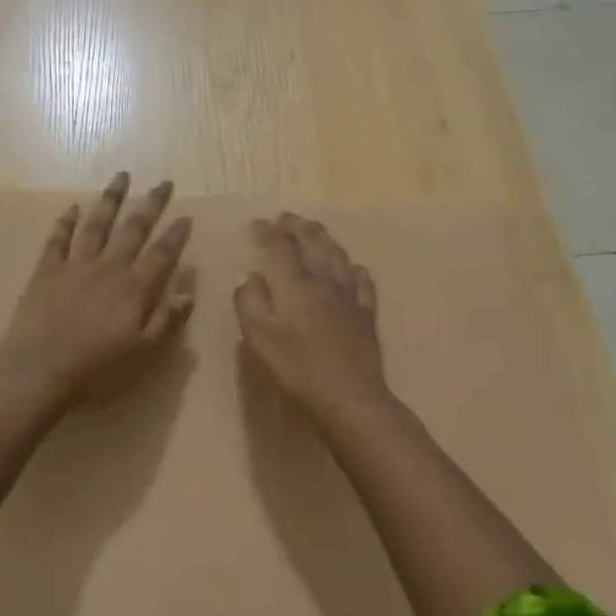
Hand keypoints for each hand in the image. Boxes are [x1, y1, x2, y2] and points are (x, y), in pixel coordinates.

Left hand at [0, 172, 193, 402]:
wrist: (37, 371)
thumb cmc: (95, 370)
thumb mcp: (141, 353)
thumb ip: (165, 321)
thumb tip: (188, 292)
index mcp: (133, 289)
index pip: (161, 254)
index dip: (175, 235)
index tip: (186, 215)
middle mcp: (107, 268)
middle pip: (132, 230)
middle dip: (150, 205)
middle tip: (162, 183)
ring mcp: (74, 266)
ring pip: (96, 225)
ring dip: (110, 200)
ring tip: (121, 177)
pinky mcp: (46, 271)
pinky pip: (58, 239)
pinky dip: (66, 221)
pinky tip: (73, 207)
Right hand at [233, 213, 391, 424]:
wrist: (349, 396)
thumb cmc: (296, 367)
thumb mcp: (258, 336)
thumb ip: (249, 300)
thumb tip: (250, 275)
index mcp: (295, 283)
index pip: (281, 245)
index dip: (268, 231)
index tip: (256, 224)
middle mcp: (324, 280)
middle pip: (313, 241)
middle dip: (297, 226)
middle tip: (285, 218)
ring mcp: (350, 296)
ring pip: (338, 255)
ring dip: (324, 239)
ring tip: (315, 233)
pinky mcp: (366, 314)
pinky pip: (362, 280)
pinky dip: (352, 268)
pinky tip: (351, 268)